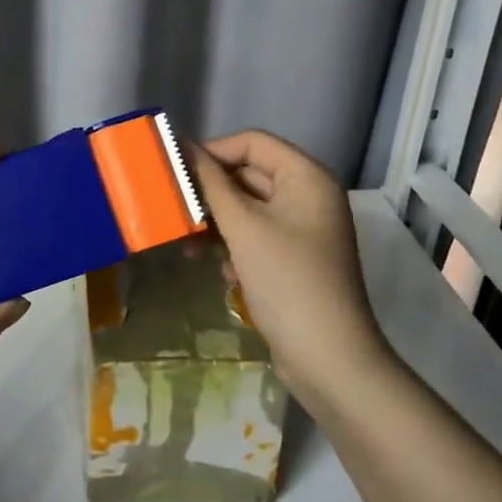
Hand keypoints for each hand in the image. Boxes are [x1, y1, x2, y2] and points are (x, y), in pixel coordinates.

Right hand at [188, 130, 392, 410]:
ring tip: (189, 245)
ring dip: (217, 221)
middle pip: (248, 173)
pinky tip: (223, 271)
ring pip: (247, 207)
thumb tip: (183, 148)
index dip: (212, 151)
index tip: (174, 173)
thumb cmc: (287, 280)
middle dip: (210, 191)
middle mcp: (308, 195)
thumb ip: (210, 183)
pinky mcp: (294, 258)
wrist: (329, 359)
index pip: (251, 142)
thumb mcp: (243, 226)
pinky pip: (255, 235)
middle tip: (173, 209)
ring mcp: (303, 228)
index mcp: (306, 176)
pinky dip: (233, 245)